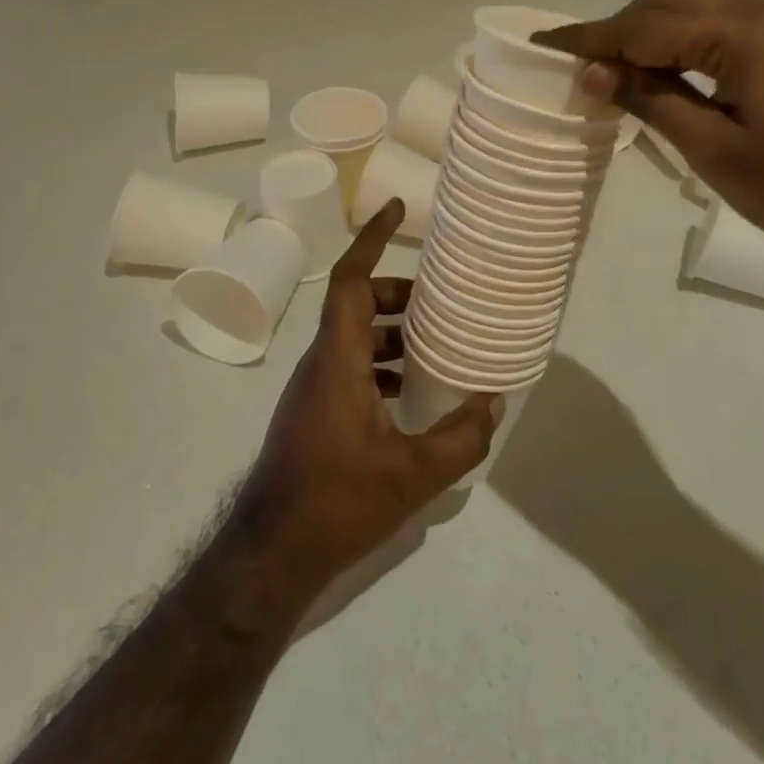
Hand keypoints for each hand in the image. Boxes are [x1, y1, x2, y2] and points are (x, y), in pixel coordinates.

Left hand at [227, 201, 501, 601]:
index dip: (371, 238)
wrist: (269, 556)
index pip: (350, 279)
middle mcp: (321, 362)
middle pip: (356, 303)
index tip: (395, 208)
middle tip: (439, 300)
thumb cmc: (336, 502)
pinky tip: (409, 393)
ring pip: (353, 336)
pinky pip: (350, 366)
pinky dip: (380, 363)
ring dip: (390, 331)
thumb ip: (459, 438)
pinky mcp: (314, 412)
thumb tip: (493, 403)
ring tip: (434, 344)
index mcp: (338, 358)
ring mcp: (314, 388)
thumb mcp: (411, 475)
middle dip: (396, 293)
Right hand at [536, 0, 763, 279]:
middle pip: (672, 0)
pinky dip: (691, 41)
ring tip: (621, 71)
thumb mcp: (717, 152)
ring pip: (703, 8)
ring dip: (656, 32)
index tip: (544, 43)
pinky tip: (675, 72)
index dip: (591, 38)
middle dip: (621, 28)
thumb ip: (652, 101)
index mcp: (746, 32)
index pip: (646, 25)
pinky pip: (731, 25)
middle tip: (584, 66)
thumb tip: (593, 71)